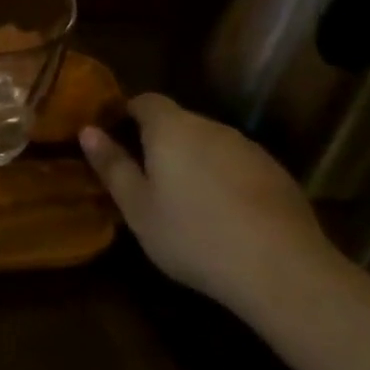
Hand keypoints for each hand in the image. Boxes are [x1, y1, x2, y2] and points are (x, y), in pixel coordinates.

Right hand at [80, 94, 336, 312]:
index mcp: (171, 128)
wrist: (282, 269)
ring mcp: (249, 148)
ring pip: (209, 144)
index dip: (127, 115)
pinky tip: (224, 217)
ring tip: (185, 203)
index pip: (145, 100)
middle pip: (178, 122)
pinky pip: (237, 166)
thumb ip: (112, 165)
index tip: (115, 142)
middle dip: (159, 142)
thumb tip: (88, 131)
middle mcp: (211, 127)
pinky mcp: (277, 173)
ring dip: (193, 162)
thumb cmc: (193, 236)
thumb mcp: (138, 208)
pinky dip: (224, 180)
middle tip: (146, 180)